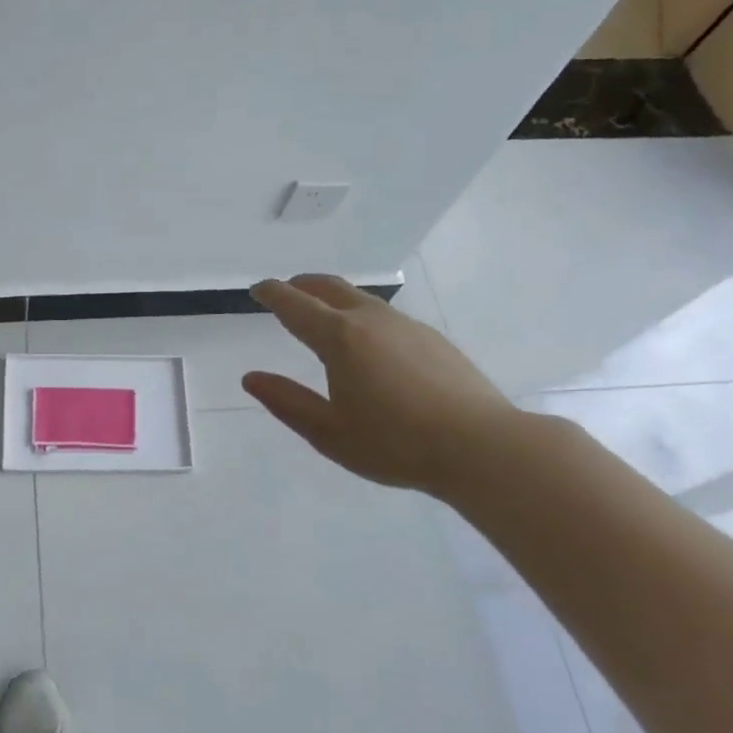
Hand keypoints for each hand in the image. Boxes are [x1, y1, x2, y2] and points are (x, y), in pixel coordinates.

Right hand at [243, 274, 518, 498]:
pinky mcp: (432, 338)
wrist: (481, 447)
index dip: (272, 293)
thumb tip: (251, 378)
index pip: (295, 304)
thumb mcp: (329, 432)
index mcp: (339, 338)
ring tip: (322, 314)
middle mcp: (370, 320)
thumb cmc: (396, 444)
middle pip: (329, 288)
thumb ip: (287, 402)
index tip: (257, 289)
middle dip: (302, 285)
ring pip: (359, 299)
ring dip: (332, 298)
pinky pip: (384, 315)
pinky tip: (368, 342)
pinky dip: (361, 315)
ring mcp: (406, 325)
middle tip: (286, 291)